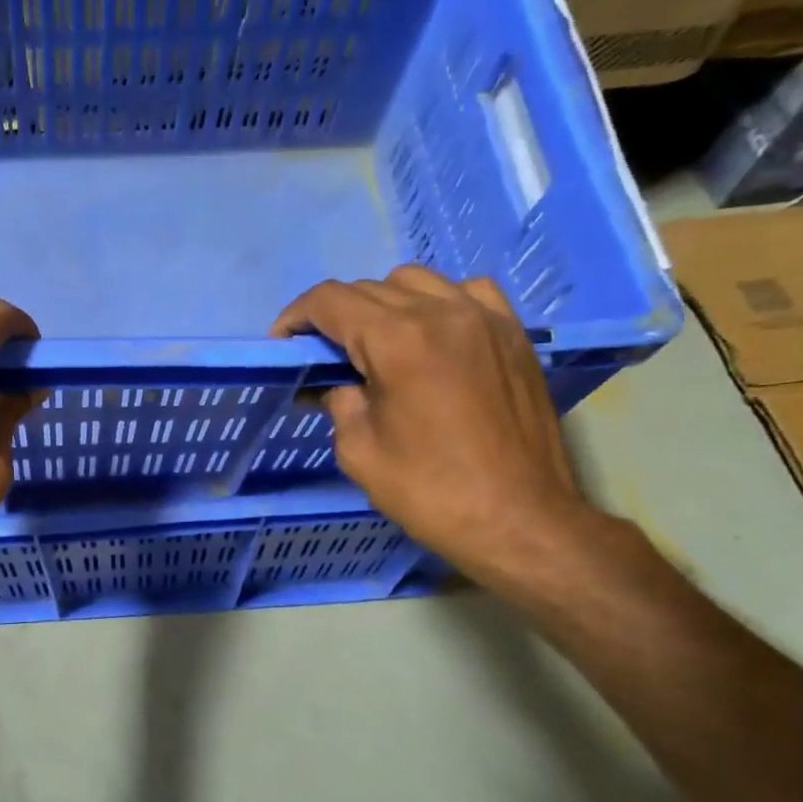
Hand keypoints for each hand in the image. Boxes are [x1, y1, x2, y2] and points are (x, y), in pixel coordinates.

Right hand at [272, 266, 594, 581]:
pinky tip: (432, 334)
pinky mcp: (513, 333)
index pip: (330, 301)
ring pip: (416, 282)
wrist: (519, 519)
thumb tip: (333, 383)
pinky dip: (437, 302)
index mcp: (397, 340)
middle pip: (368, 289)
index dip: (295, 317)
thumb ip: (339, 402)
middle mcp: (441, 312)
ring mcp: (484, 318)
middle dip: (335, 317)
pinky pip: (466, 292)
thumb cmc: (430, 491)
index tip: (283, 344)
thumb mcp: (359, 450)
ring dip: (383, 304)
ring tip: (377, 344)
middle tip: (324, 358)